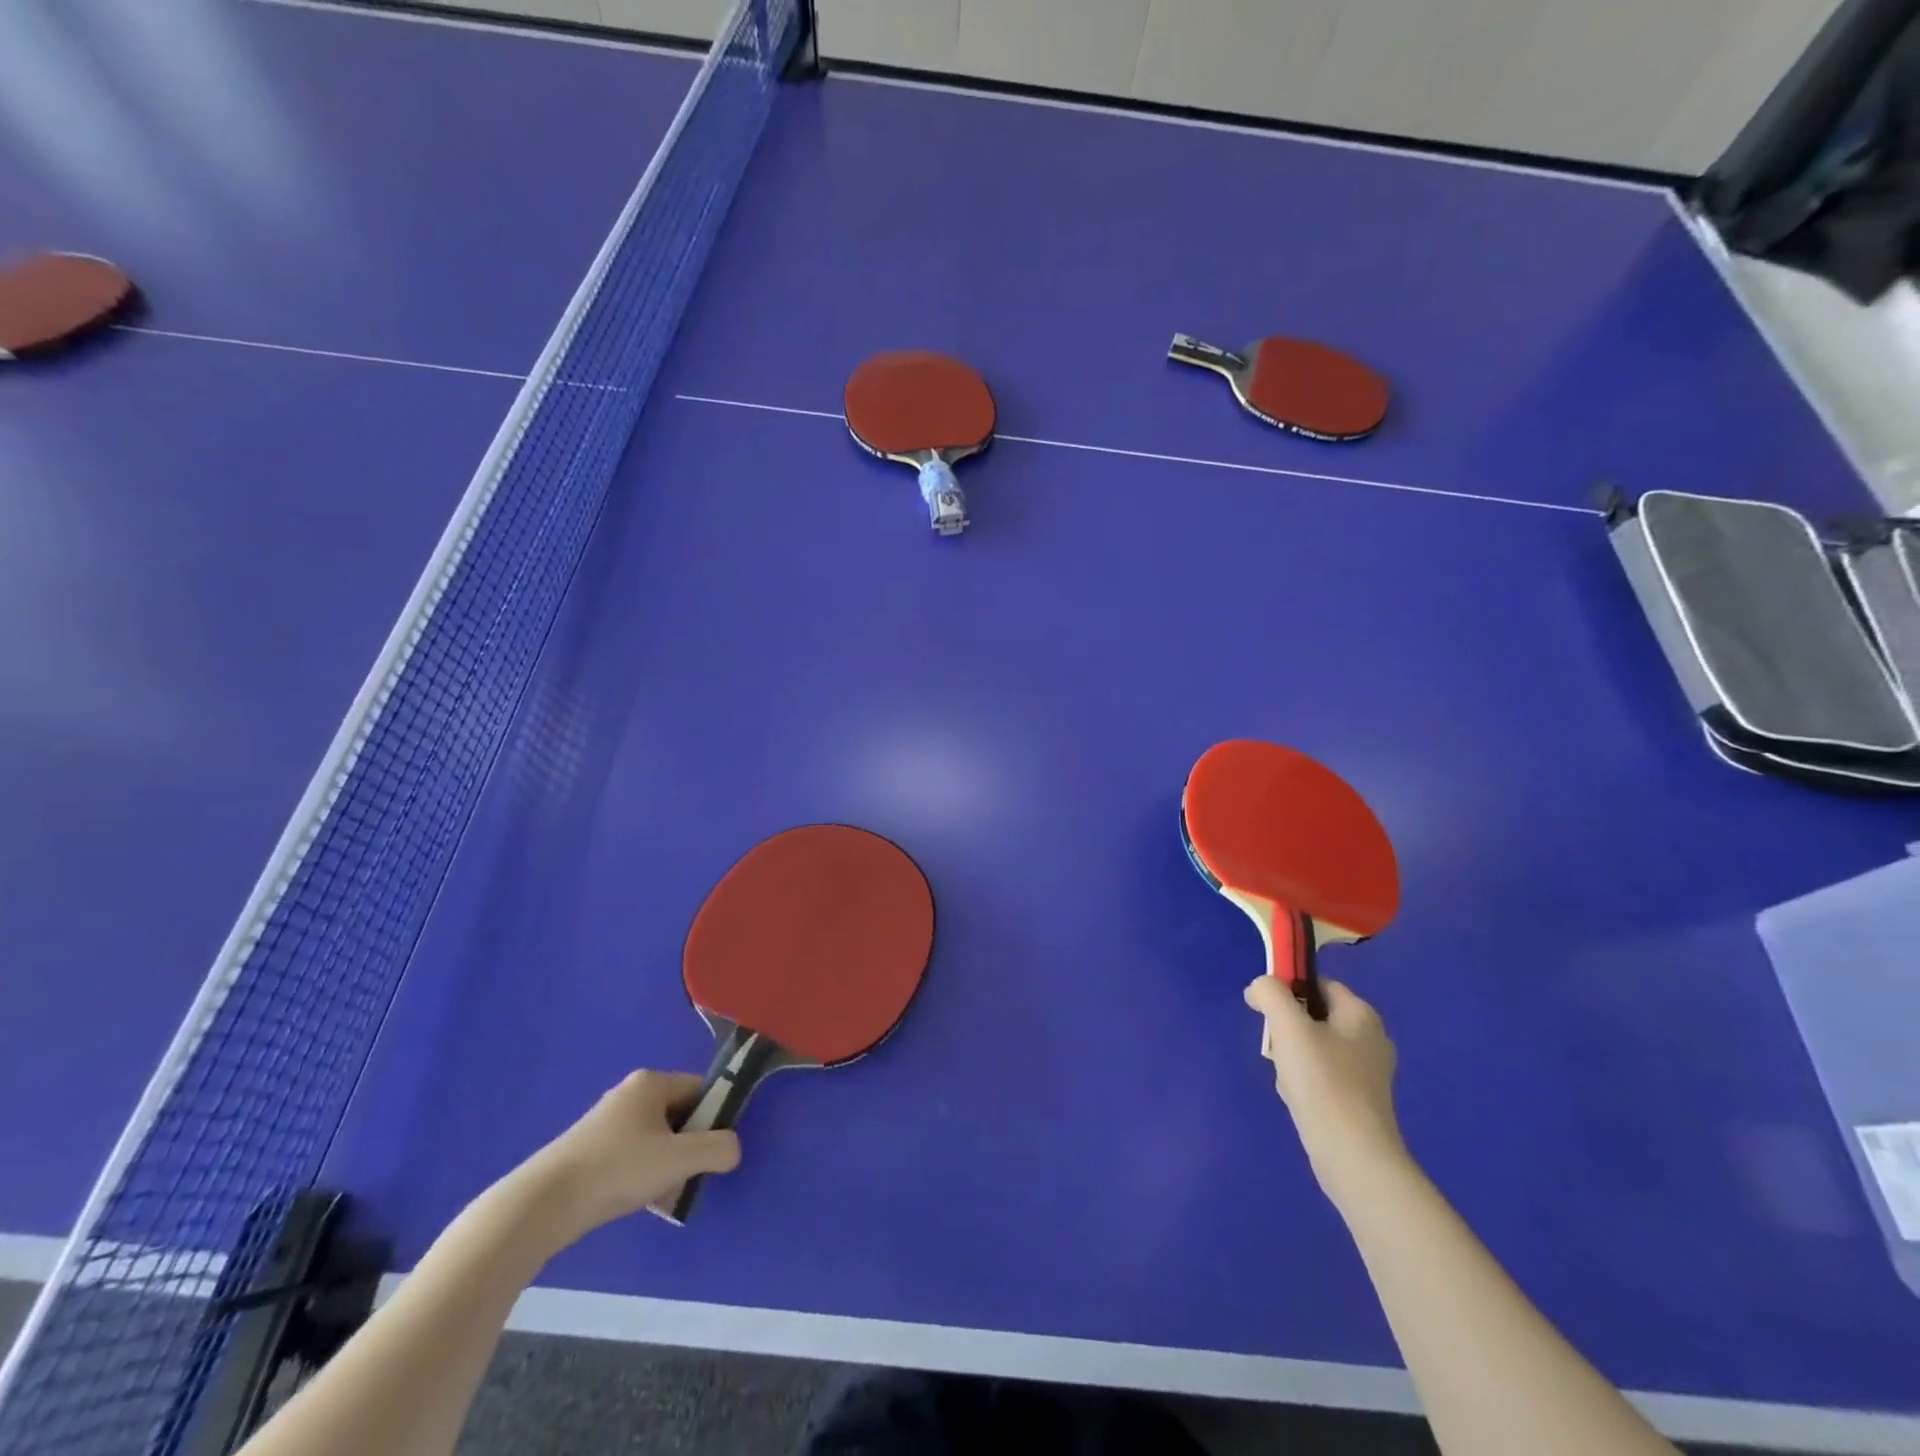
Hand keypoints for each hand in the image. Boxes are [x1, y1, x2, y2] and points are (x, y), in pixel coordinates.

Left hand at [513, 1070, 740, 1245]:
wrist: (542, 1204)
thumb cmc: (618, 1169)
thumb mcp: (680, 1159)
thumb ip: (719, 1149)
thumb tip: (733, 1149)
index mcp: (652, 1082)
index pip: (700, 1090)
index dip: (715, 1118)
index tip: (715, 1151)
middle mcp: (629, 1093)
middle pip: (679, 1115)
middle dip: (689, 1147)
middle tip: (689, 1176)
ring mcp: (605, 1122)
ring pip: (655, 1139)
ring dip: (666, 1165)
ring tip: (663, 1195)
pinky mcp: (588, 1150)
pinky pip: (631, 1156)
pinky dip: (641, 1176)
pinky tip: (637, 1201)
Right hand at [1245, 977, 1409, 1203]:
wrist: (1352, 1155)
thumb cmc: (1322, 1081)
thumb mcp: (1288, 1026)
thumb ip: (1269, 993)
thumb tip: (1259, 988)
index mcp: (1361, 1015)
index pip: (1318, 984)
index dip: (1289, 989)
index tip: (1266, 1010)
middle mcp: (1370, 1038)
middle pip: (1313, 1016)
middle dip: (1287, 1029)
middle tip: (1278, 1048)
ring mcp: (1367, 1072)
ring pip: (1313, 1047)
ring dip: (1291, 1057)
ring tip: (1287, 1078)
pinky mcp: (1359, 1100)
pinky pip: (1321, 1075)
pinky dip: (1303, 1081)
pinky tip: (1297, 1097)